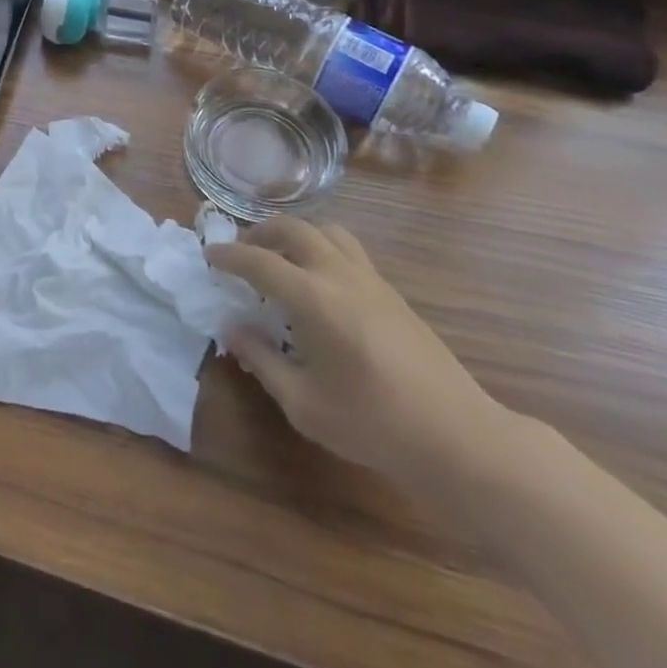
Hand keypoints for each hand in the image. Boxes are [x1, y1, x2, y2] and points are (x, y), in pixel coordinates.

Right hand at [206, 219, 503, 484]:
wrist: (458, 438)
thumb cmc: (373, 424)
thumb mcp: (304, 403)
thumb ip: (262, 360)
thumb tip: (233, 329)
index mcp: (314, 298)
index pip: (259, 261)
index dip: (229, 256)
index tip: (209, 256)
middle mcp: (340, 274)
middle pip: (294, 229)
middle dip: (261, 233)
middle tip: (243, 253)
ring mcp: (371, 279)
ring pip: (326, 231)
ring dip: (296, 234)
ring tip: (282, 258)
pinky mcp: (392, 292)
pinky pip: (348, 249)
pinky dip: (322, 248)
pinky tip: (319, 284)